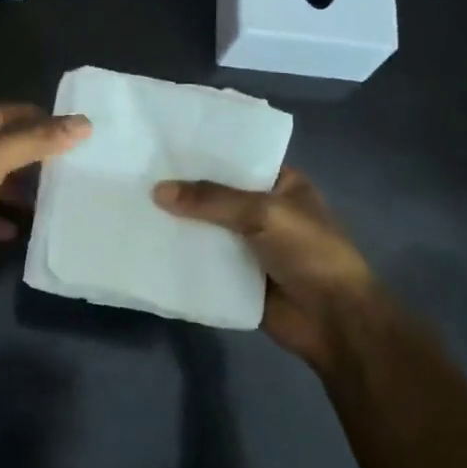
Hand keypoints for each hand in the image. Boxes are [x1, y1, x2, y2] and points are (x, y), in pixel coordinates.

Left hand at [0, 104, 91, 277]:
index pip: (9, 113)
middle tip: (73, 170)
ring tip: (55, 201)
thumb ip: (35, 141)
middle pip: (4, 148)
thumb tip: (84, 123)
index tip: (75, 132)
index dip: (40, 118)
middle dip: (36, 156)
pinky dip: (2, 220)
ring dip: (22, 189)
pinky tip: (19, 232)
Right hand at [152, 168, 387, 372]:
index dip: (202, 154)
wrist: (334, 320)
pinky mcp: (237, 277)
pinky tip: (147, 246)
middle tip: (135, 176)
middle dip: (183, 190)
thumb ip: (211, 200)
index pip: (236, 159)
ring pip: (206, 229)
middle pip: (216, 195)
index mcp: (280, 183)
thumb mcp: (263, 213)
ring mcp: (249, 245)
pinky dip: (181, 256)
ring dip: (178, 224)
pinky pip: (203, 261)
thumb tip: (157, 191)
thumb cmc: (309, 252)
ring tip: (131, 207)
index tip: (161, 147)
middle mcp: (263, 210)